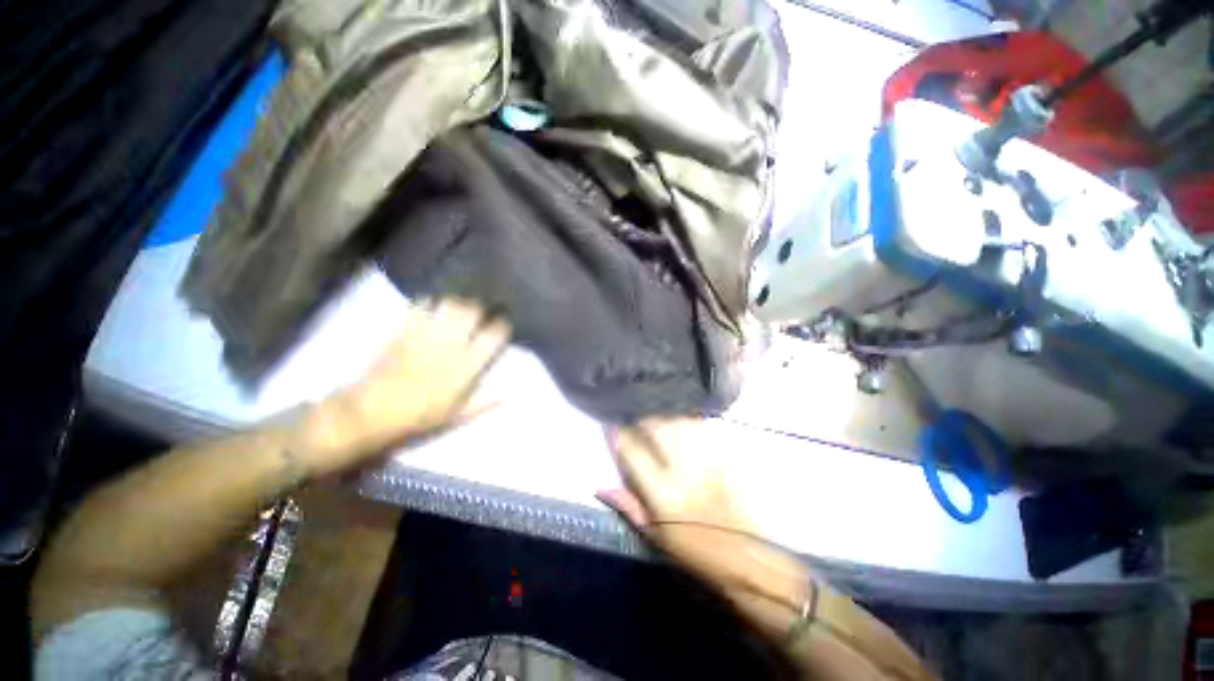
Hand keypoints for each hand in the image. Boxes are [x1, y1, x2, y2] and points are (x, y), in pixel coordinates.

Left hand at [295, 298, 509, 477]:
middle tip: (480, 312)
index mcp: (465, 368)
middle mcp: (450, 347)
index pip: (492, 336)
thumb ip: (485, 402)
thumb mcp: (456, 416)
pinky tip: (432, 305)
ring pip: (449, 305)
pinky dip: (429, 302)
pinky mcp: (403, 331)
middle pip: (472, 313)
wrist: (369, 414)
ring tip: (458, 306)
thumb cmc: (417, 419)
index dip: (501, 326)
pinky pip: (420, 306)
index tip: (503, 324)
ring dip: (457, 303)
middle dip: (480, 309)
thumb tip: (511, 392)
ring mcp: (425, 336)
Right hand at [598, 418, 774, 588]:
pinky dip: (687, 422)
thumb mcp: (655, 536)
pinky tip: (681, 423)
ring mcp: (704, 461)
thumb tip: (602, 487)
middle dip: (642, 421)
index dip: (618, 435)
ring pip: (679, 424)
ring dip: (664, 418)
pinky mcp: (721, 458)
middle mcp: (682, 471)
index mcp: (662, 493)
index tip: (612, 426)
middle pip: (657, 429)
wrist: (743, 555)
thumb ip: (629, 506)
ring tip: (657, 420)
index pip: (633, 452)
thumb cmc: (694, 551)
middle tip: (635, 421)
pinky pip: (701, 429)